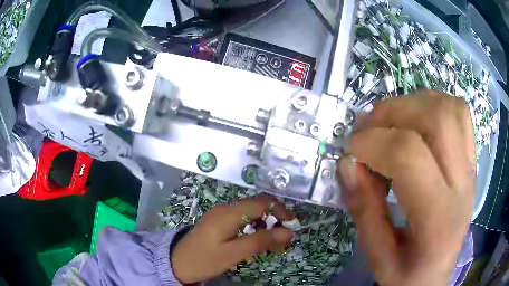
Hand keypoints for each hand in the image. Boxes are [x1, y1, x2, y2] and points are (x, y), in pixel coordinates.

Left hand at [171, 194, 293, 283]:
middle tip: (283, 241)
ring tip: (272, 246)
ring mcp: (220, 215)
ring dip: (265, 227)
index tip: (292, 225)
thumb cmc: (204, 260)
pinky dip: (253, 230)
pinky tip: (255, 243)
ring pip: (250, 215)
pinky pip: (241, 221)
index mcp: (229, 213)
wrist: (176, 263)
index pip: (262, 202)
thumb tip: (288, 233)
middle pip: (257, 207)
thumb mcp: (233, 254)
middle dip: (274, 220)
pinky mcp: (218, 223)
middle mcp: (226, 209)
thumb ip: (260, 242)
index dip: (280, 210)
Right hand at [338, 91, 474, 285]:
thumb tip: (348, 164)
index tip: (350, 150)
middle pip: (437, 119)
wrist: (435, 278)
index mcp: (439, 220)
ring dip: (415, 103)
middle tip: (369, 128)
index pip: (410, 157)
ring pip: (451, 108)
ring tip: (393, 121)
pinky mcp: (471, 161)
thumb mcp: (377, 257)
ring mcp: (471, 169)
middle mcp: (463, 186)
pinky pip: (460, 113)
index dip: (373, 143)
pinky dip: (435, 104)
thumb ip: (364, 210)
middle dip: (394, 112)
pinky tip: (418, 121)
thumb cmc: (407, 276)